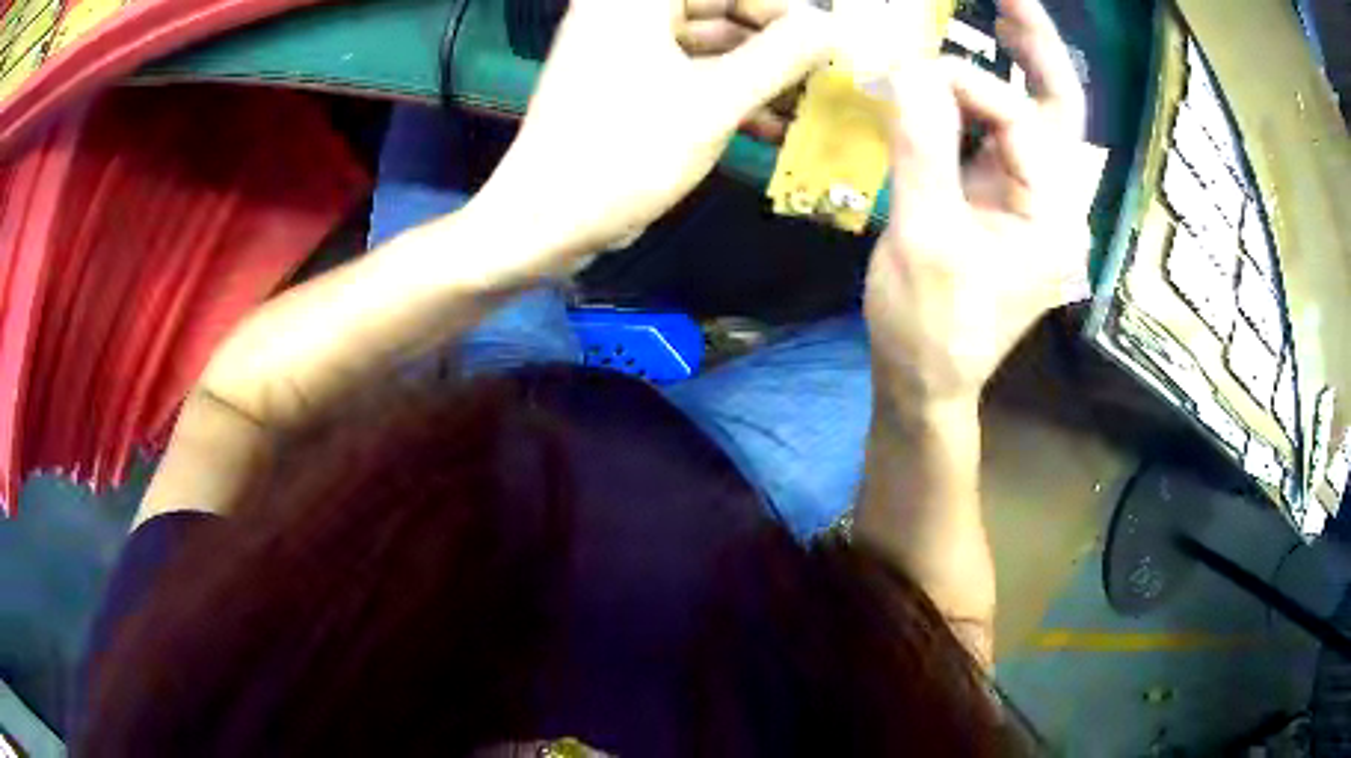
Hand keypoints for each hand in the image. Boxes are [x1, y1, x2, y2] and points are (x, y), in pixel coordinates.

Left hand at [480, 0, 835, 262]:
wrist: (544, 224)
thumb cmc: (626, 153)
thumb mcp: (715, 101)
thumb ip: (781, 56)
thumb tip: (830, 28)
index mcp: (636, 0)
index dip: (785, 12)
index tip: (829, 47)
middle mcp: (627, 13)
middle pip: (722, 11)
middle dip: (778, 49)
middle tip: (827, 82)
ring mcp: (625, 50)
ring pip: (711, 47)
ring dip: (761, 78)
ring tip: (811, 112)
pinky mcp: (626, 86)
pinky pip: (690, 75)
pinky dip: (729, 97)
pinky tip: (775, 130)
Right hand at [865, 0, 1091, 411]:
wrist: (924, 383)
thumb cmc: (930, 327)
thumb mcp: (925, 239)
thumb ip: (923, 148)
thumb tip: (908, 70)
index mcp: (1051, 216)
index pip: (1019, 121)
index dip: (964, 87)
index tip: (903, 78)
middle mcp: (1051, 200)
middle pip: (1059, 109)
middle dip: (1038, 49)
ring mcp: (1025, 198)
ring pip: (1033, 117)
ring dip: (1016, 65)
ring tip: (997, 15)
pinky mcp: (997, 199)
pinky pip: (996, 135)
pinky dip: (979, 99)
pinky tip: (960, 74)